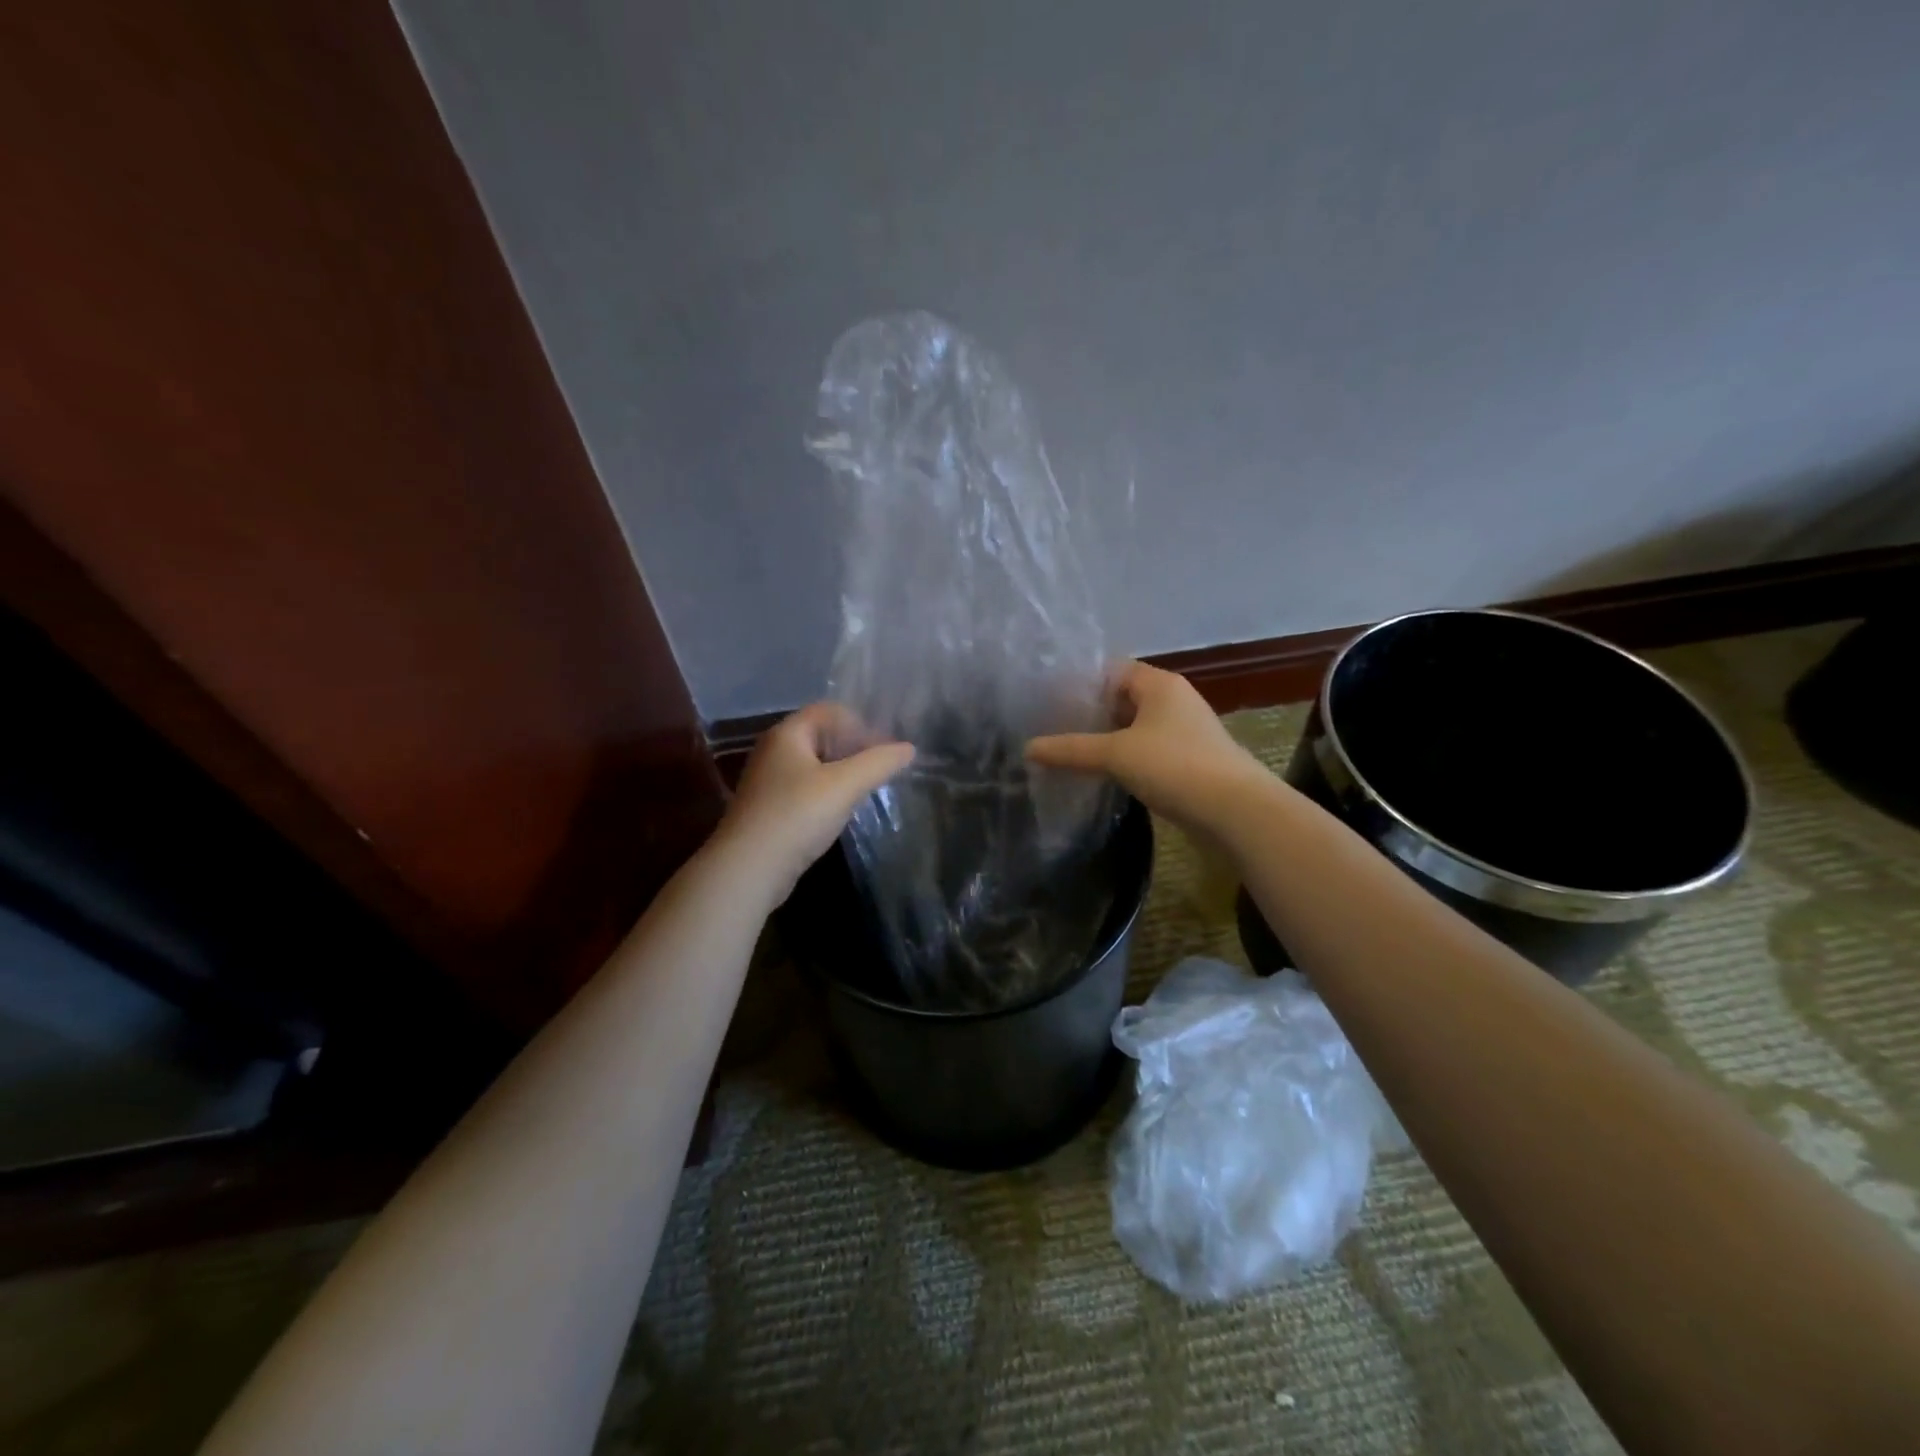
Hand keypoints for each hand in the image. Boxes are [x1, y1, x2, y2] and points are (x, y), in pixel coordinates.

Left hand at [712, 702, 914, 904]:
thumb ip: (879, 763)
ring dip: (842, 772)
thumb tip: (909, 748)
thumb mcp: (845, 785)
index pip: (829, 711)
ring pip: (814, 765)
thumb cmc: (797, 815)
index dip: (861, 723)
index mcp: (787, 734)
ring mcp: (768, 781)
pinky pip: (805, 789)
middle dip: (854, 747)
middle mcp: (773, 750)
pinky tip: (841, 811)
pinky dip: (827, 793)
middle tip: (881, 768)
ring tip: (866, 789)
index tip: (886, 748)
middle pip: (821, 736)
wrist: (748, 868)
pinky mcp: (769, 808)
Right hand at [1026, 661, 1267, 836]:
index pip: (1111, 670)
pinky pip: (1147, 750)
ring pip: (1134, 727)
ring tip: (1069, 751)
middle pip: (1122, 698)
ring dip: (1106, 738)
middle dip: (1089, 713)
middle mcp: (1173, 700)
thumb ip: (1070, 750)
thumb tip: (1028, 749)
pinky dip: (1124, 758)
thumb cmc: (1174, 766)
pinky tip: (1102, 774)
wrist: (1236, 811)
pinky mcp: (1188, 760)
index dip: (1080, 683)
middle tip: (1052, 727)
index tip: (1048, 701)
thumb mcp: (1115, 754)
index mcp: (1159, 684)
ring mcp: (1183, 731)